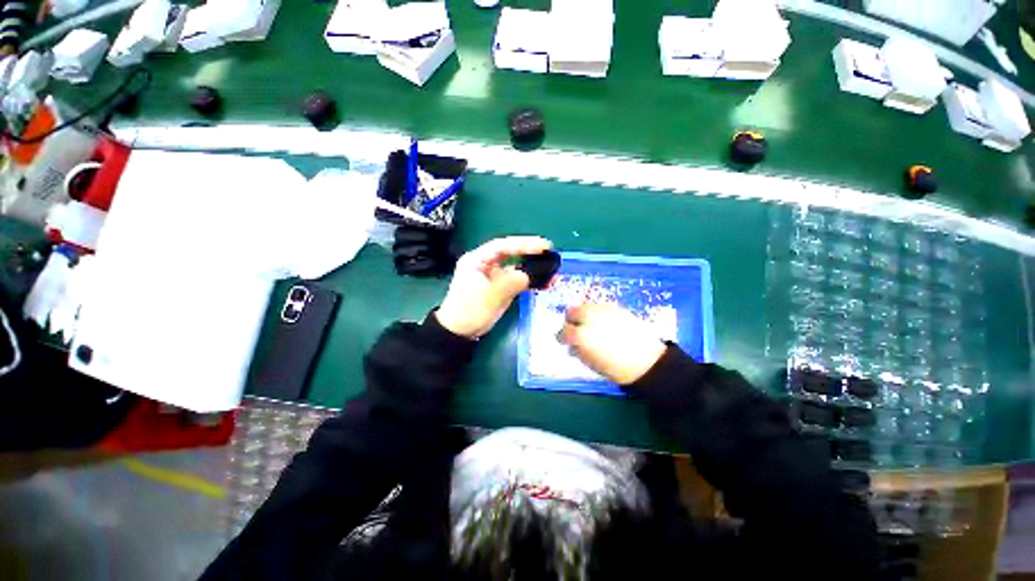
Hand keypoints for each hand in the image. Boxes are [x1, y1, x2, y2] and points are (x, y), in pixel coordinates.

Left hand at [435, 236, 552, 338]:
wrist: (461, 333)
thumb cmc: (468, 312)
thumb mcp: (488, 297)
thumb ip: (508, 284)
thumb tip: (527, 275)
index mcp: (476, 260)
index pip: (502, 246)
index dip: (523, 244)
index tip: (542, 246)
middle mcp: (486, 264)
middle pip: (511, 253)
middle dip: (530, 252)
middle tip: (550, 252)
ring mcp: (494, 276)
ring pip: (517, 266)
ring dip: (533, 268)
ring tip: (552, 270)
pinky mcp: (501, 287)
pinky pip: (518, 280)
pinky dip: (531, 281)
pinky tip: (545, 283)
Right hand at [558, 303, 666, 384]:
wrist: (647, 362)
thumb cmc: (617, 368)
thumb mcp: (591, 363)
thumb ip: (577, 351)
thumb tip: (571, 346)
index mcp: (581, 335)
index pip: (563, 331)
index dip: (563, 337)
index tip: (566, 341)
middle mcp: (589, 318)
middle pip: (571, 311)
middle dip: (571, 321)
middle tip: (577, 330)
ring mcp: (603, 310)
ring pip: (586, 306)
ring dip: (584, 316)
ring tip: (592, 327)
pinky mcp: (616, 307)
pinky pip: (600, 307)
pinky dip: (598, 314)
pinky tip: (605, 324)